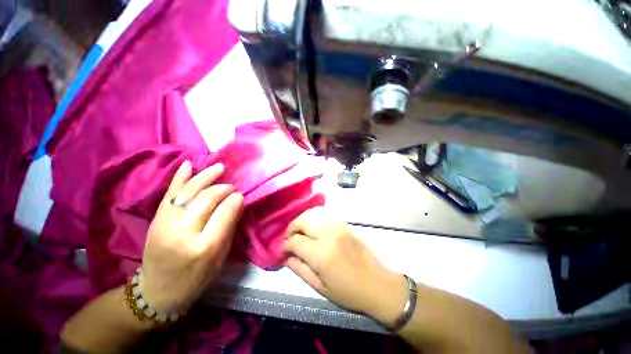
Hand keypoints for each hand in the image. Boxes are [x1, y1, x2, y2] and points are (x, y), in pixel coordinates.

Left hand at [141, 161, 243, 313]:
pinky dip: (180, 178)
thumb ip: (229, 228)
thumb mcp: (221, 258)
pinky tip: (189, 165)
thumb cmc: (196, 279)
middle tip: (232, 186)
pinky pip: (169, 194)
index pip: (225, 212)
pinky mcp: (155, 220)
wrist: (157, 292)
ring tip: (219, 167)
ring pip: (188, 192)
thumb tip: (237, 203)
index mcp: (206, 247)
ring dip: (205, 177)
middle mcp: (184, 233)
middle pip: (206, 199)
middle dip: (223, 188)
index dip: (235, 199)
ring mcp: (165, 225)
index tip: (241, 194)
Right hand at [283, 208, 407, 325]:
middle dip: (291, 228)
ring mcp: (338, 226)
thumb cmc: (349, 292)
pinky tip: (314, 229)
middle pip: (303, 220)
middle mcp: (329, 234)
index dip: (285, 245)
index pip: (295, 241)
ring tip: (300, 233)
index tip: (283, 251)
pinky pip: (324, 216)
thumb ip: (300, 270)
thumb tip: (286, 257)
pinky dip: (314, 219)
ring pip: (313, 214)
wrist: (378, 284)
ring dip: (302, 221)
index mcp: (321, 254)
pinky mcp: (345, 225)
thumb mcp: (320, 287)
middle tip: (289, 239)